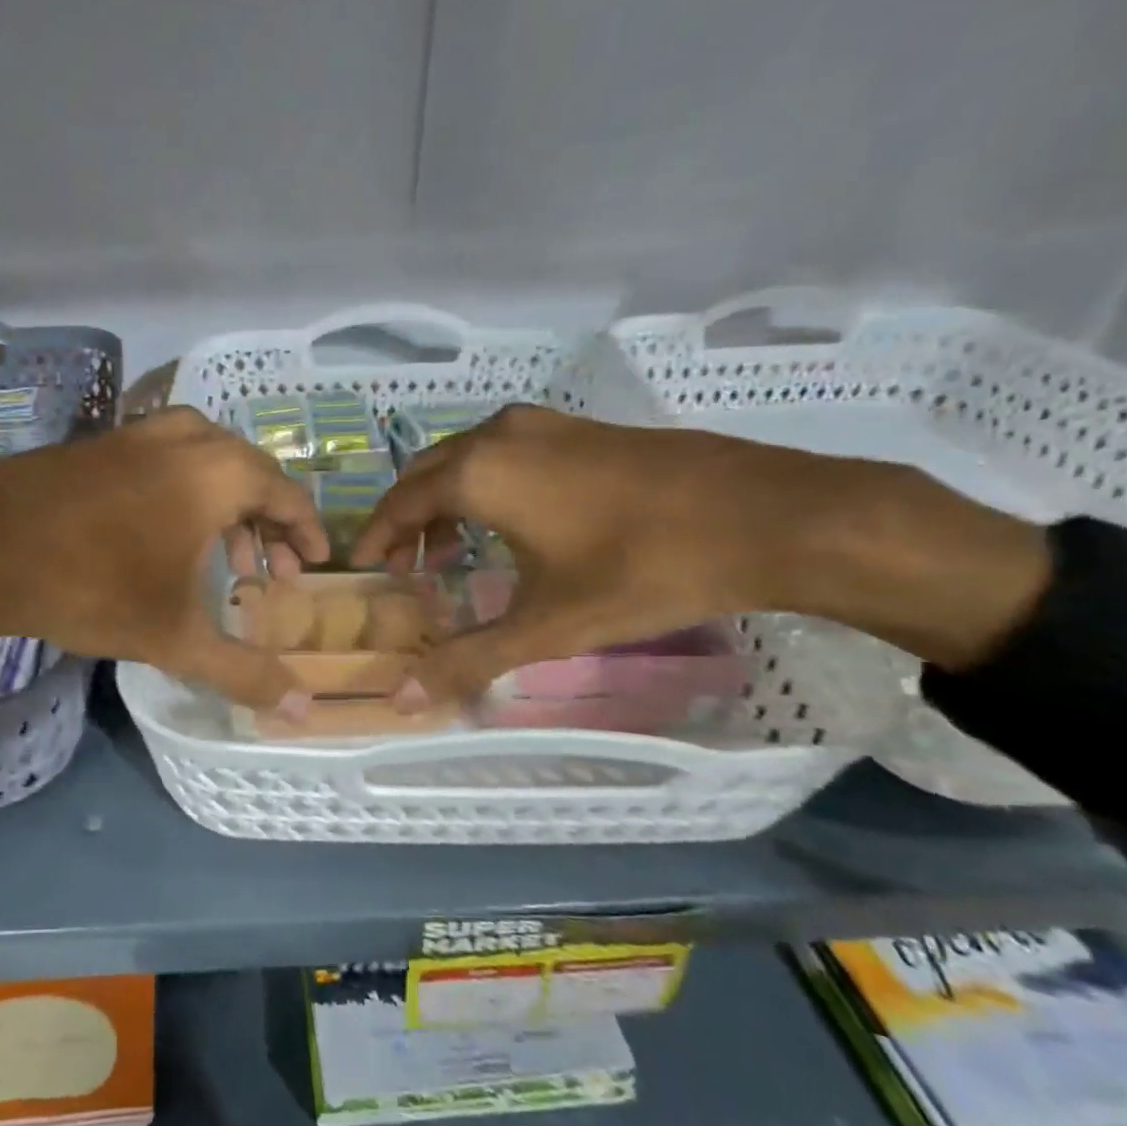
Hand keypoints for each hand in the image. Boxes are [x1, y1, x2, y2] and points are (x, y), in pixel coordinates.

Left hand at [0, 407, 329, 707]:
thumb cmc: (92, 585)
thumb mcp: (176, 638)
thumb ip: (244, 671)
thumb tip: (302, 710)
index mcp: (218, 472)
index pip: (286, 493)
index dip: (307, 531)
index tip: (315, 563)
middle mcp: (186, 439)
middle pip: (250, 471)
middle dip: (269, 522)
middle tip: (270, 571)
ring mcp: (137, 434)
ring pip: (207, 459)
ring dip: (228, 504)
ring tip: (224, 557)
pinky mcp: (100, 443)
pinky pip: (166, 458)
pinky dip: (186, 490)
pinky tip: (165, 535)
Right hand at [350, 405, 1051, 703]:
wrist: (765, 515)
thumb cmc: (641, 569)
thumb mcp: (546, 626)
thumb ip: (468, 660)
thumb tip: (401, 700)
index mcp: (478, 472)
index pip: (400, 502)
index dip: (375, 536)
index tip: (361, 566)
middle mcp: (500, 436)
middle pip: (427, 473)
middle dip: (406, 519)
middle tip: (402, 566)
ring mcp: (545, 425)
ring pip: (467, 459)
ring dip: (446, 502)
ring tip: (448, 552)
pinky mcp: (581, 428)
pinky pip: (505, 453)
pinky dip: (485, 486)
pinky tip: (510, 525)